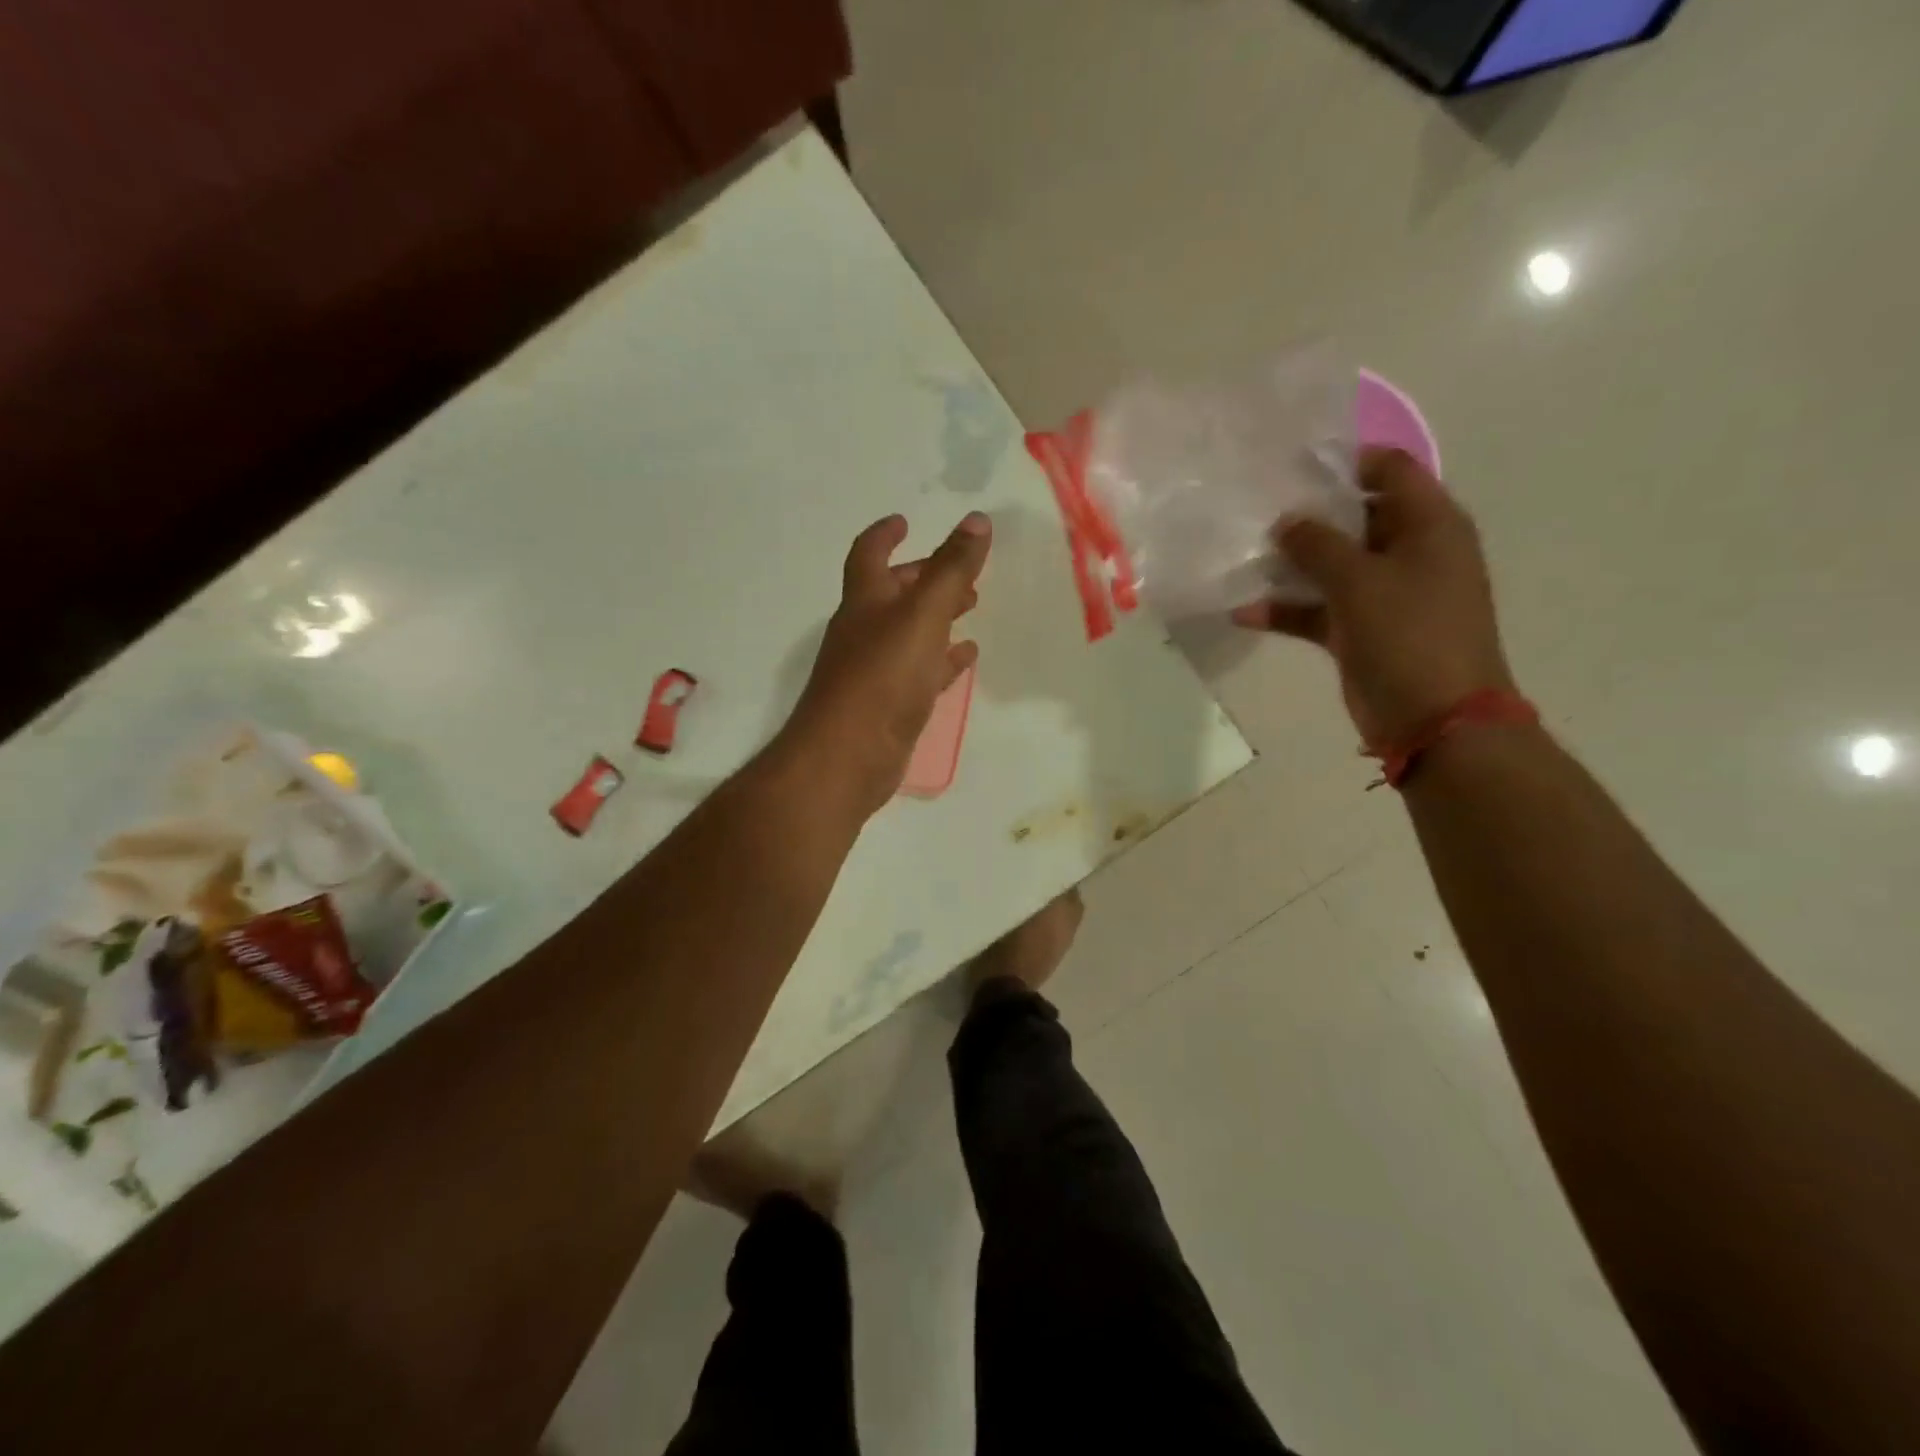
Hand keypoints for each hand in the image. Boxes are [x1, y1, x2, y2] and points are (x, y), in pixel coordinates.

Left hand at [784, 511, 991, 815]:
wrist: (849, 757)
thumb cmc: (882, 677)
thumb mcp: (922, 615)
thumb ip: (951, 569)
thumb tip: (977, 520)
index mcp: (864, 601)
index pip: (869, 554)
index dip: (885, 534)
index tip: (905, 522)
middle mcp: (864, 631)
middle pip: (893, 594)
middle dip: (925, 577)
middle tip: (961, 571)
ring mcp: (875, 670)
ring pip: (910, 633)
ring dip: (937, 617)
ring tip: (972, 607)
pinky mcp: (890, 706)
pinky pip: (920, 672)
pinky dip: (942, 660)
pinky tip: (965, 659)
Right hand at [1232, 447, 1514, 745]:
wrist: (1435, 720)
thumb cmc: (1409, 635)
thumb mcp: (1359, 580)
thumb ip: (1317, 544)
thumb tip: (1286, 521)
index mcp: (1429, 525)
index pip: (1390, 470)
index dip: (1345, 461)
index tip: (1293, 466)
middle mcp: (1409, 552)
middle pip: (1355, 518)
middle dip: (1307, 515)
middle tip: (1255, 509)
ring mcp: (1384, 594)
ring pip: (1331, 566)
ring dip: (1290, 565)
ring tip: (1243, 556)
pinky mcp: (1360, 631)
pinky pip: (1318, 610)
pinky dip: (1287, 610)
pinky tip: (1244, 612)